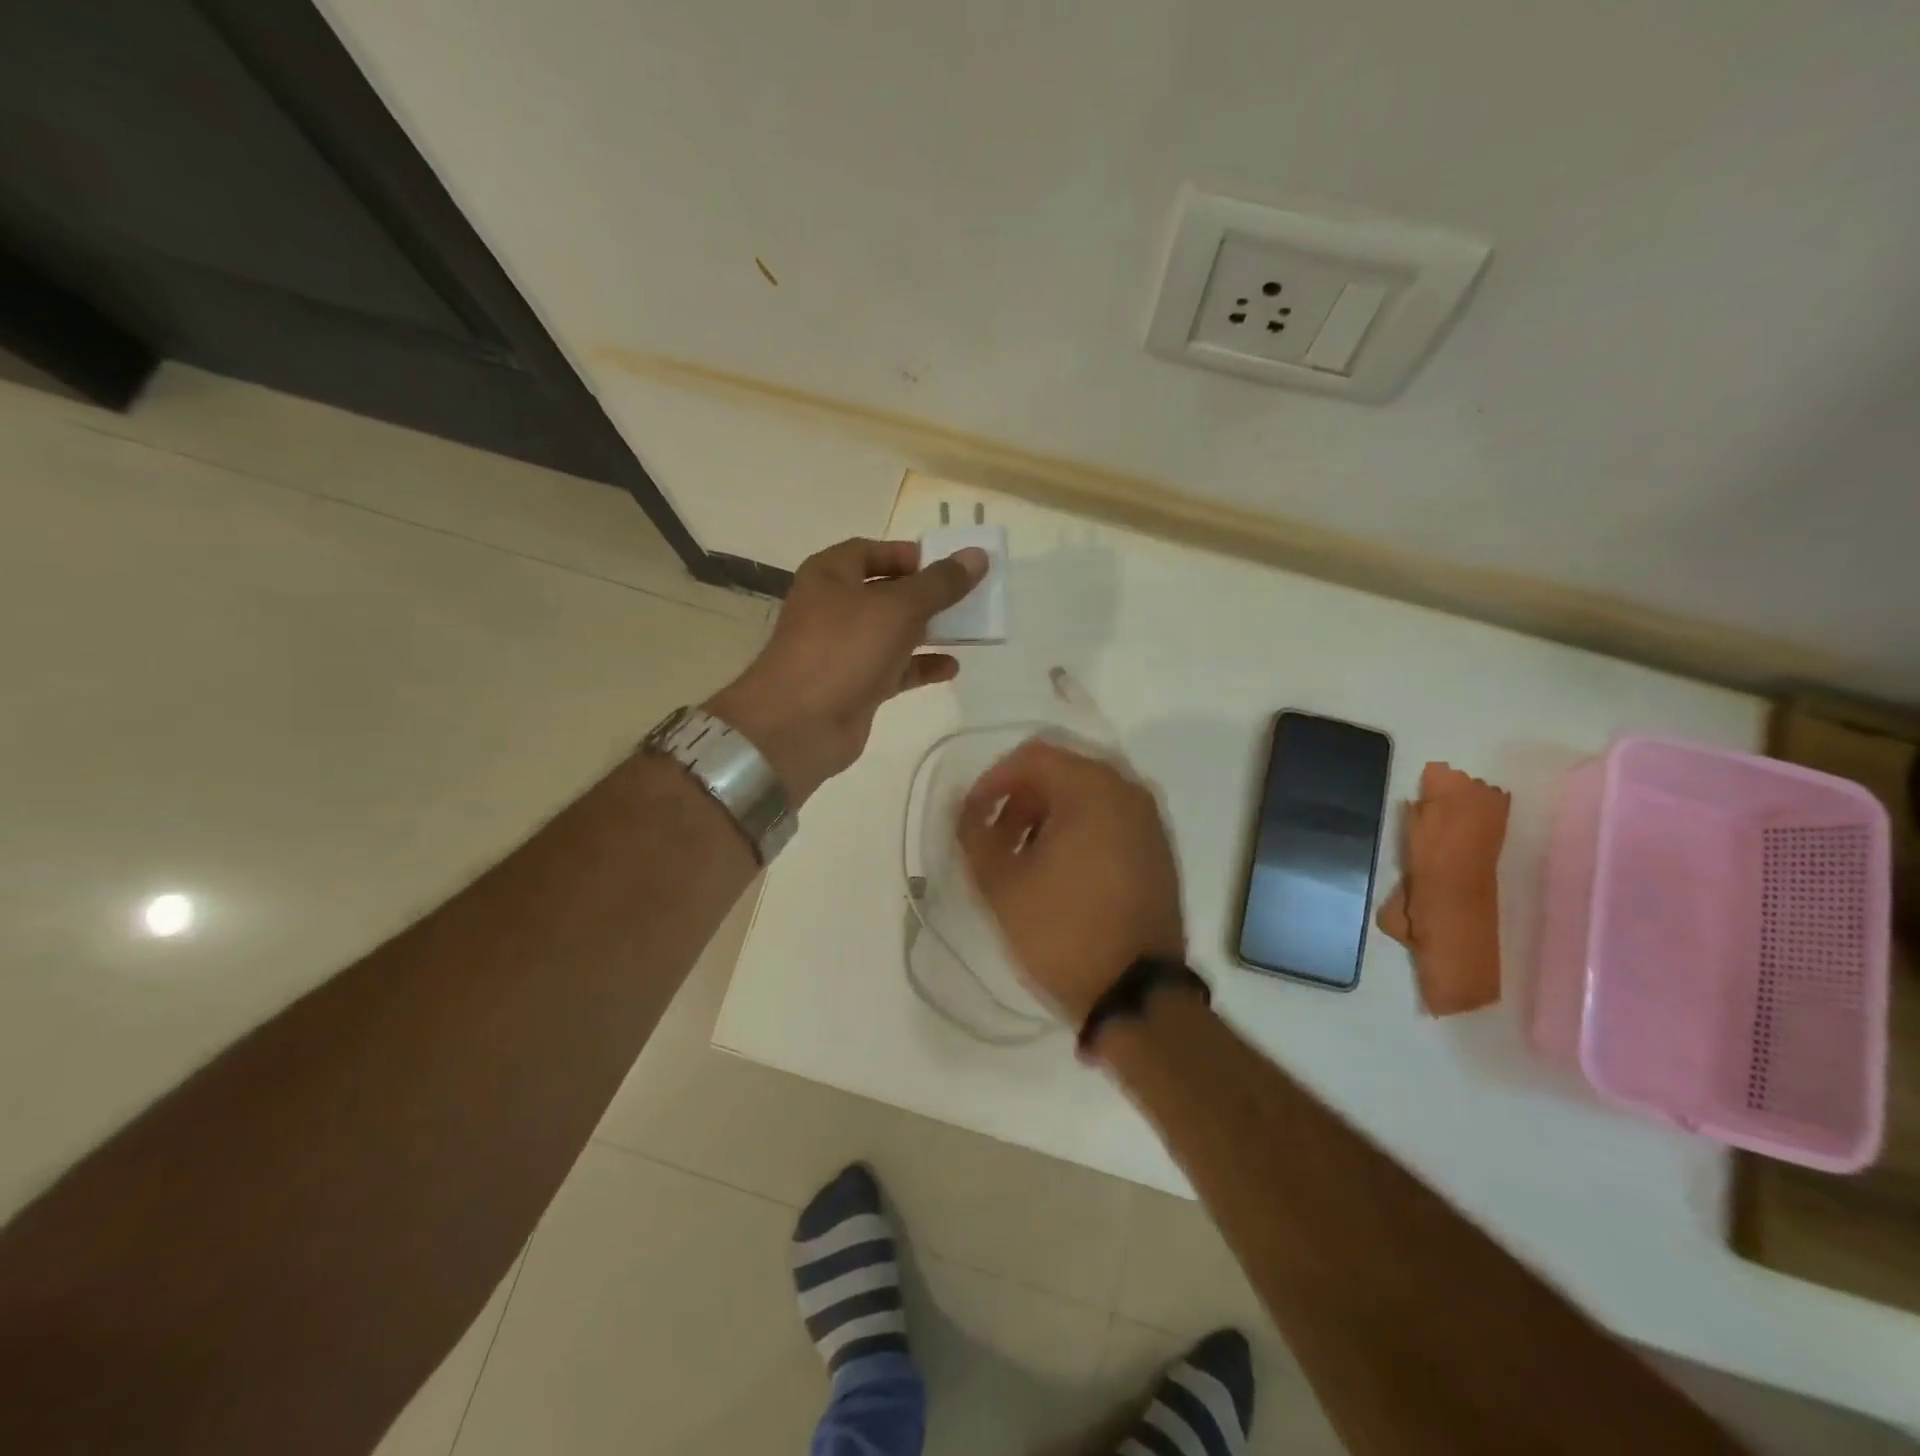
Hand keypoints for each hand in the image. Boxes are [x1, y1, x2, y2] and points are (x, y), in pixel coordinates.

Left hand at [706, 538, 985, 802]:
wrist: (799, 725)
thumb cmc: (844, 649)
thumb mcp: (898, 607)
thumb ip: (940, 583)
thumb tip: (977, 555)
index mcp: (830, 575)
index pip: (870, 551)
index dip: (907, 554)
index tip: (946, 564)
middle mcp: (833, 608)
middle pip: (885, 592)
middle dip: (925, 595)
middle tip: (966, 597)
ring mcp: (843, 650)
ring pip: (892, 632)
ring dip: (928, 631)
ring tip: (968, 630)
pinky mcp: (855, 686)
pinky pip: (894, 669)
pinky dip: (920, 666)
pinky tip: (951, 667)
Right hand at [956, 737, 1184, 1023]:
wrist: (1137, 994)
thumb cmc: (1063, 931)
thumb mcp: (1001, 884)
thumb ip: (974, 833)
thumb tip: (966, 808)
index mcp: (1093, 789)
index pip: (1033, 756)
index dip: (994, 779)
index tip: (973, 814)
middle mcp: (1129, 791)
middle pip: (1062, 772)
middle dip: (1021, 799)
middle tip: (996, 839)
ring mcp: (1150, 821)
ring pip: (1087, 796)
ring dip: (1048, 816)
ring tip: (1024, 859)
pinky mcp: (1159, 849)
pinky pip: (1111, 819)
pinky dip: (1079, 830)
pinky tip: (1060, 870)